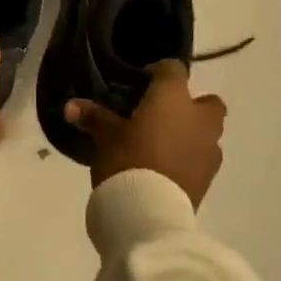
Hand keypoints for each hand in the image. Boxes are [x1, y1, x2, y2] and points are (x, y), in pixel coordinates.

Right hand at [65, 60, 226, 207]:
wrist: (149, 211)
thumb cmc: (127, 159)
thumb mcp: (105, 135)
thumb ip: (93, 117)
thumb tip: (70, 106)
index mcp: (174, 98)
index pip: (173, 69)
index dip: (158, 72)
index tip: (140, 83)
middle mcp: (199, 119)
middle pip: (207, 101)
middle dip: (190, 105)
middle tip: (162, 115)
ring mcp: (209, 150)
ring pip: (208, 132)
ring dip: (192, 133)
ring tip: (163, 143)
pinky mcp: (209, 178)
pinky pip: (202, 157)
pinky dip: (189, 157)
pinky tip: (167, 166)